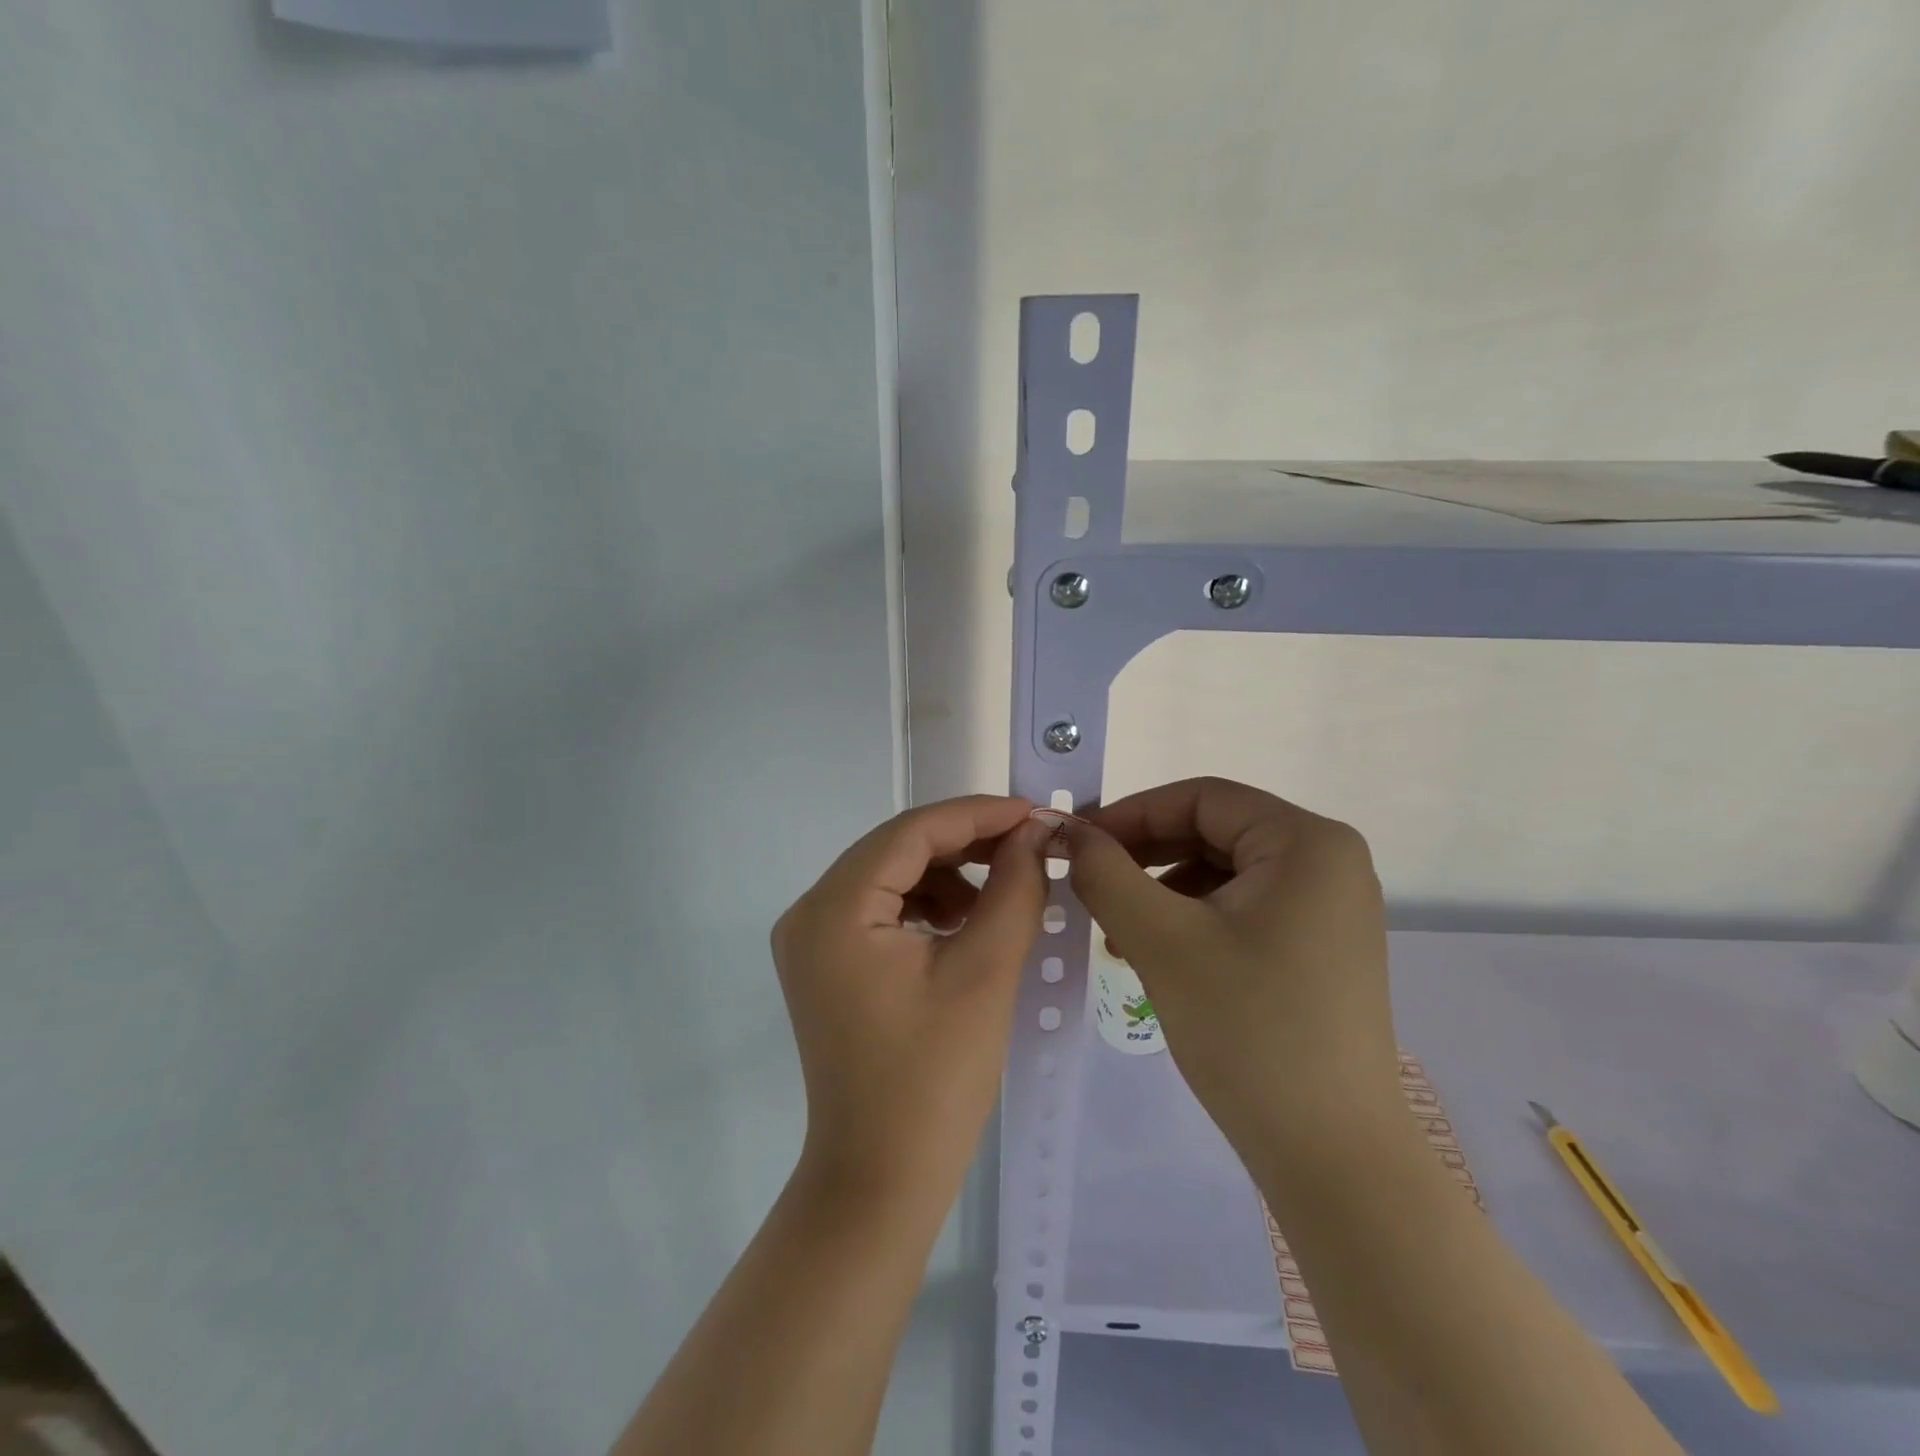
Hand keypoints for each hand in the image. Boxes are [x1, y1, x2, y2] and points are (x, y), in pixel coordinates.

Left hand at [772, 796, 1048, 1211]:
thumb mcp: (985, 972)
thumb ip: (1014, 888)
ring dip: (948, 873)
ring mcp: (812, 939)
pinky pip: (881, 908)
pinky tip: (965, 924)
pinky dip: (926, 904)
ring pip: (891, 875)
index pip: (911, 832)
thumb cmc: (935, 1079)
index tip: (1035, 813)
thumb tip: (1034, 833)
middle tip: (1029, 847)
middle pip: (897, 849)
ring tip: (1002, 893)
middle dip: (966, 842)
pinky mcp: (826, 963)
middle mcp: (810, 912)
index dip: (977, 815)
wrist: (880, 1179)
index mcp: (835, 909)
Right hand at [1067, 777, 1400, 1160]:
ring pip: (1223, 873)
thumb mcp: (1162, 940)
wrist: (1332, 1157)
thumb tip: (1067, 831)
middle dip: (1144, 856)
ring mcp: (1329, 908)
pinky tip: (1155, 954)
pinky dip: (1191, 920)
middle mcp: (1329, 862)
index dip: (1132, 813)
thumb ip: (1106, 873)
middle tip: (1089, 885)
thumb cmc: (1248, 1031)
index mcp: (1307, 843)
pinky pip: (1242, 908)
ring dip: (1162, 891)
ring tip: (1118, 933)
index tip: (1077, 842)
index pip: (1202, 798)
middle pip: (1214, 832)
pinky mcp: (1320, 947)